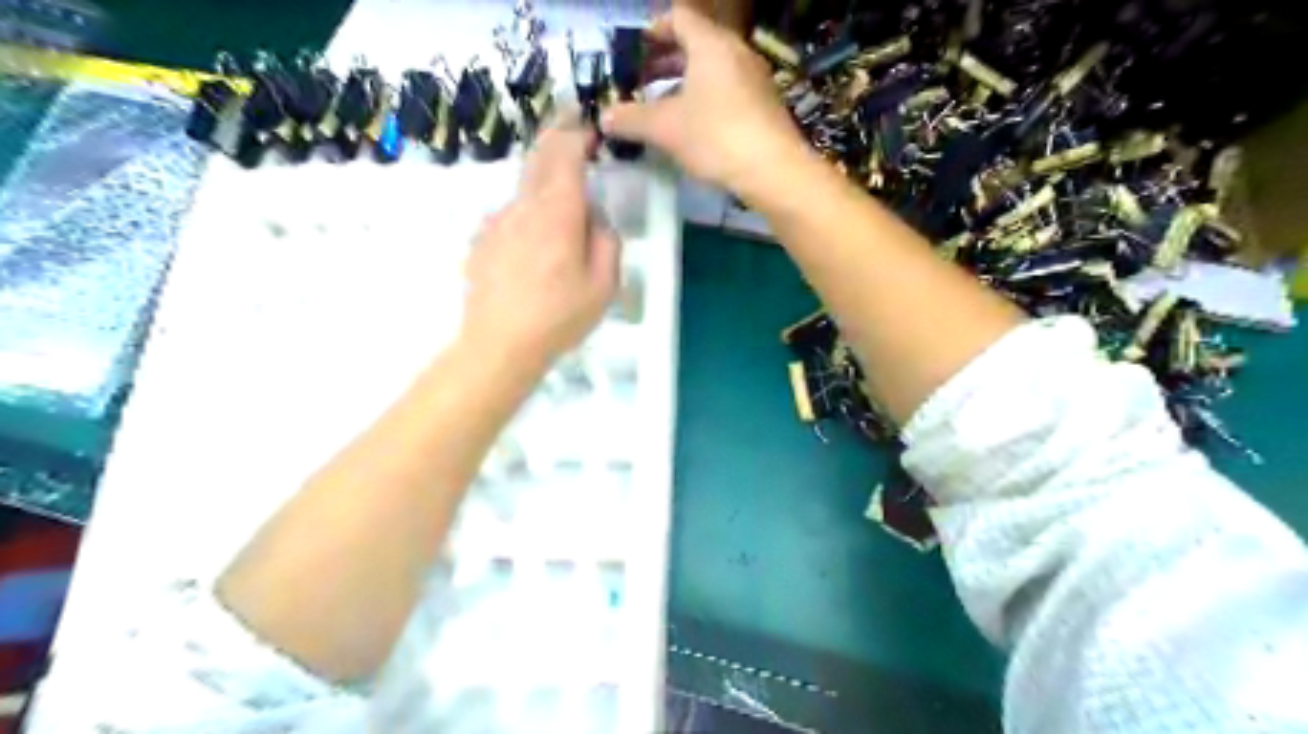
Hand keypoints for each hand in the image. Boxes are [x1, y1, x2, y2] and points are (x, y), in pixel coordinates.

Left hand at [458, 119, 622, 371]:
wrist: (498, 345)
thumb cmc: (559, 317)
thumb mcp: (604, 285)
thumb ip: (606, 241)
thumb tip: (594, 219)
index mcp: (557, 212)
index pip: (565, 152)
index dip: (578, 134)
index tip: (591, 130)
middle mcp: (522, 206)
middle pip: (538, 158)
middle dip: (556, 137)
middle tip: (571, 127)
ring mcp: (496, 222)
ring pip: (522, 188)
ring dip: (541, 179)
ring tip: (557, 196)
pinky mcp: (481, 241)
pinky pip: (509, 216)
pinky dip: (525, 213)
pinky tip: (532, 245)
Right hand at [601, 6, 808, 199]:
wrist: (774, 170)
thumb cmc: (716, 137)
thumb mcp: (665, 129)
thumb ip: (631, 119)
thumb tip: (604, 117)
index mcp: (711, 45)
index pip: (679, 17)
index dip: (654, 28)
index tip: (637, 48)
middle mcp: (737, 52)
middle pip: (697, 43)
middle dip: (667, 60)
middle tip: (643, 80)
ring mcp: (756, 79)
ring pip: (714, 69)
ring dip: (686, 82)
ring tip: (664, 106)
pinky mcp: (765, 105)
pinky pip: (729, 90)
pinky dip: (707, 98)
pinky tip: (695, 127)